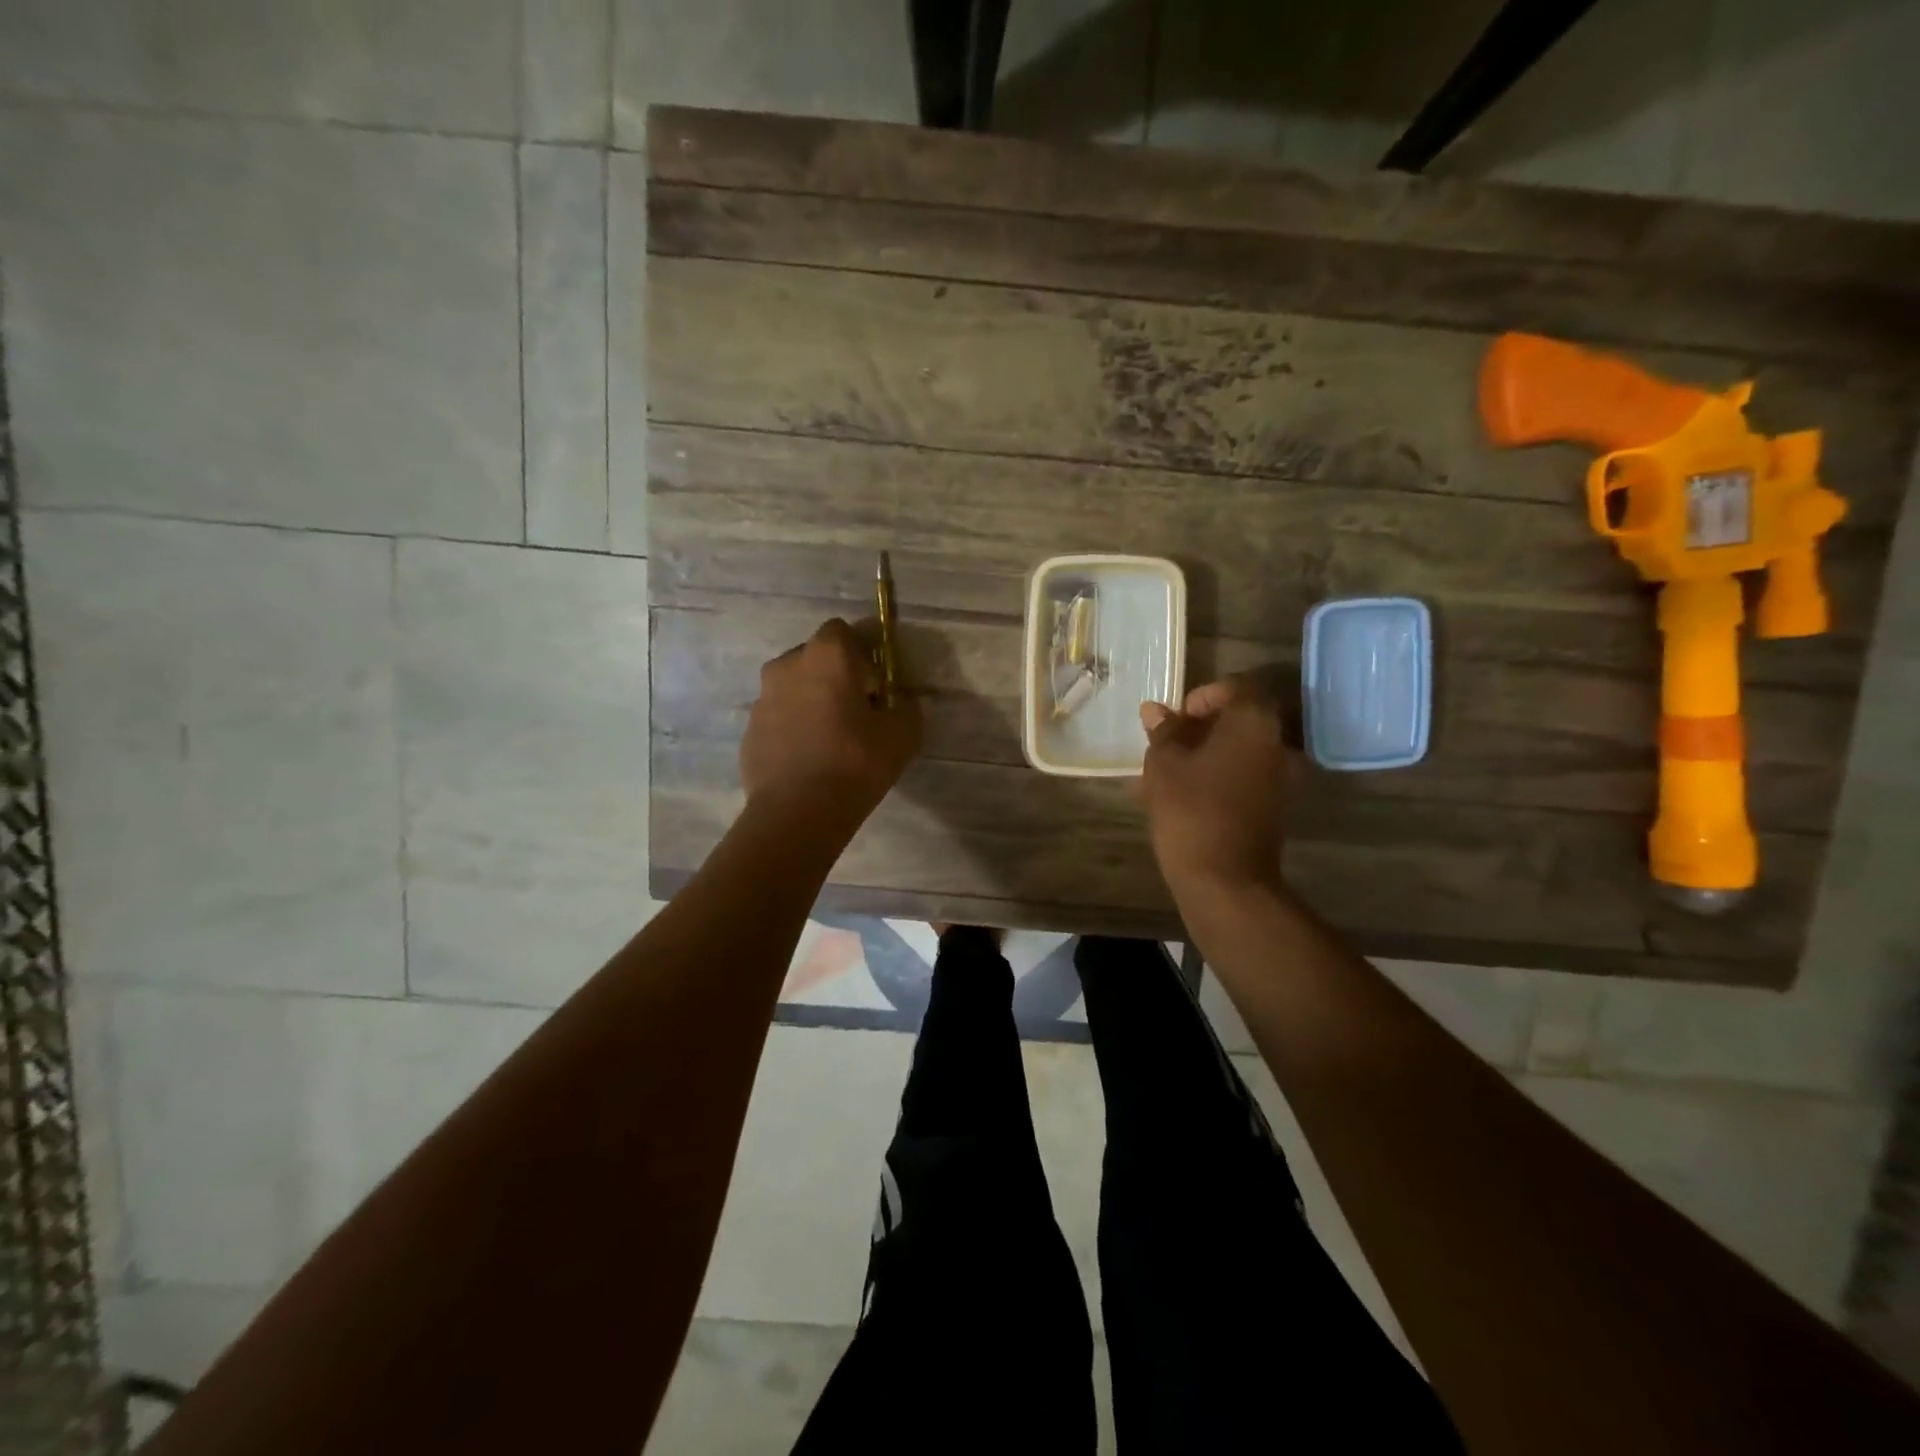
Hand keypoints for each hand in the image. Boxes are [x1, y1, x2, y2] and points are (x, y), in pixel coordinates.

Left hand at [741, 618, 922, 823]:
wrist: (797, 811)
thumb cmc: (856, 762)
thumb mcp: (903, 733)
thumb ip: (906, 706)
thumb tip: (899, 700)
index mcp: (826, 654)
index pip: (845, 631)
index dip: (863, 655)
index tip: (875, 687)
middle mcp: (787, 665)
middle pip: (816, 658)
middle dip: (835, 677)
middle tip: (856, 714)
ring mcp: (762, 698)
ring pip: (794, 689)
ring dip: (812, 703)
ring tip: (830, 741)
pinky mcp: (749, 730)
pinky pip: (779, 719)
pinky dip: (793, 729)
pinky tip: (809, 761)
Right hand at [1139, 677, 1292, 894]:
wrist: (1226, 880)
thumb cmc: (1191, 811)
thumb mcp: (1164, 766)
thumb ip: (1163, 732)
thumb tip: (1155, 710)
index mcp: (1254, 723)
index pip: (1237, 686)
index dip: (1204, 696)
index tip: (1177, 718)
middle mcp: (1277, 743)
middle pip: (1241, 717)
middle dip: (1203, 725)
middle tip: (1168, 742)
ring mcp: (1280, 776)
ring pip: (1242, 747)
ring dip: (1209, 750)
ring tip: (1171, 769)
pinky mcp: (1274, 804)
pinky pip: (1246, 773)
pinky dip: (1220, 772)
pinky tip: (1188, 791)